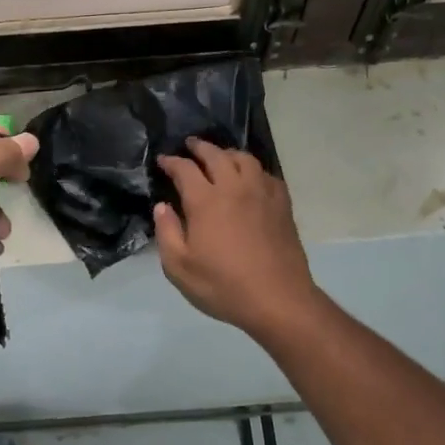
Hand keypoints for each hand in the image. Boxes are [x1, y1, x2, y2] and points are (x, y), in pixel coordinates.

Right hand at [153, 138, 319, 333]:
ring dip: (228, 153)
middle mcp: (234, 188)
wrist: (278, 299)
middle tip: (190, 145)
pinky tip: (250, 179)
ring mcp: (261, 193)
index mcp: (206, 201)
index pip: (185, 169)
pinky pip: (266, 175)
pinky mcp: (282, 204)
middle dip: (199, 147)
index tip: (163, 160)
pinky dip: (253, 170)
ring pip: (244, 159)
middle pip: (215, 155)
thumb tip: (162, 206)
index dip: (171, 161)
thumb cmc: (223, 286)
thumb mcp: (179, 267)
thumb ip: (166, 232)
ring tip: (220, 156)